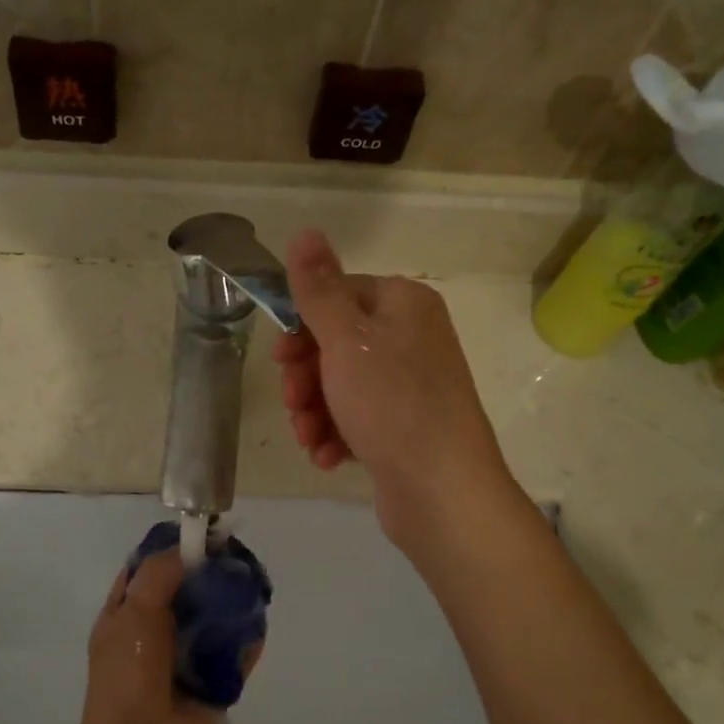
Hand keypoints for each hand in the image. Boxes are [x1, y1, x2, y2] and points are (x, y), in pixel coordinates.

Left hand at [79, 549, 250, 723]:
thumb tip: (186, 548)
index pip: (146, 573)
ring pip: (213, 622)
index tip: (201, 534)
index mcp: (125, 616)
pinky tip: (259, 621)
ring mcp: (184, 660)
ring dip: (231, 605)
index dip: (170, 552)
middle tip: (236, 556)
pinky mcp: (213, 684)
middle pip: (185, 594)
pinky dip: (247, 640)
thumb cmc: (128, 675)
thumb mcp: (134, 613)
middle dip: (209, 576)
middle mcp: (154, 634)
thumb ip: (159, 574)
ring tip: (253, 583)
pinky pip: (234, 655)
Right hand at [273, 229, 512, 545]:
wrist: (443, 492)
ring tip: (310, 439)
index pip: (339, 295)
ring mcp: (411, 385)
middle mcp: (413, 338)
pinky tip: (328, 457)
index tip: (280, 359)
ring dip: (315, 411)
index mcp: (404, 305)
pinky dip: (337, 434)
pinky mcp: (405, 426)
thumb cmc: (392, 405)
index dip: (303, 327)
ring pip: (342, 384)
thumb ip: (320, 288)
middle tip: (294, 403)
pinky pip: (359, 417)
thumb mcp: (347, 340)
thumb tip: (305, 231)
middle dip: (306, 377)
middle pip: (337, 343)